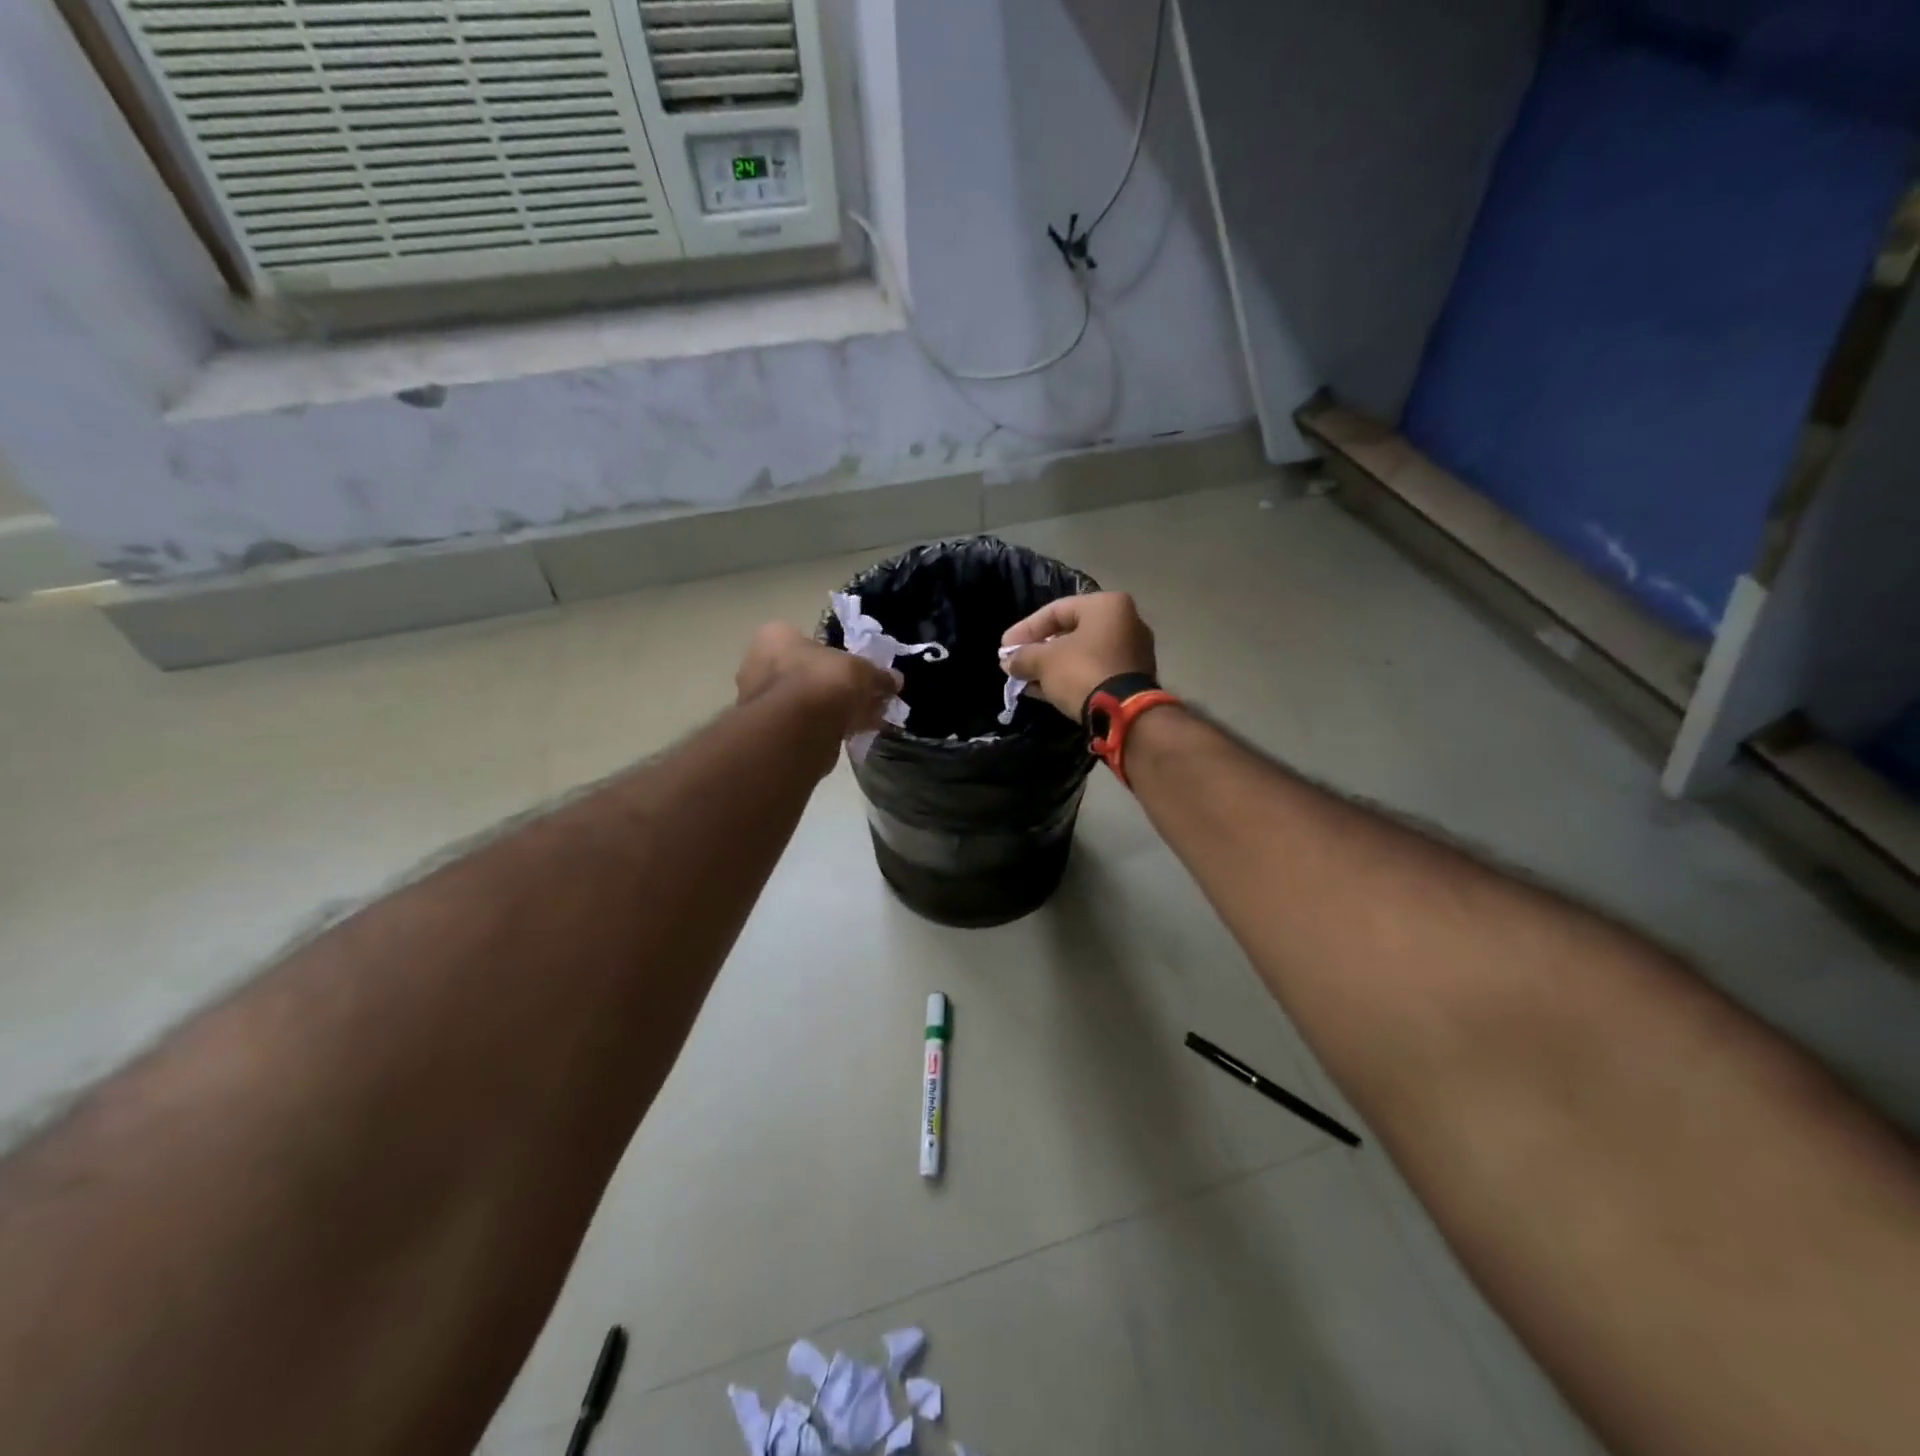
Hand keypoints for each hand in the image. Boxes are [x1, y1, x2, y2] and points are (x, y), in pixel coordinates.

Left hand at [736, 623, 901, 741]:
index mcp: (775, 636)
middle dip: (838, 687)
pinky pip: (806, 726)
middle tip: (866, 697)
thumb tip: (895, 680)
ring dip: (835, 710)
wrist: (795, 731)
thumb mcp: (861, 671)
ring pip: (808, 702)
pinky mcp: (770, 733)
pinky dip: (828, 729)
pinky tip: (854, 734)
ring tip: (867, 719)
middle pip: (809, 673)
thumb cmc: (822, 682)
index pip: (808, 639)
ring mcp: (761, 702)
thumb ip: (878, 675)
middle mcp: (759, 665)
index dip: (837, 656)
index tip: (857, 671)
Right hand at [1000, 592, 1157, 719]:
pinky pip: (1094, 670)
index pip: (1055, 610)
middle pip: (1071, 632)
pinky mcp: (1134, 678)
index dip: (1025, 629)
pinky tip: (1044, 691)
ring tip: (1025, 680)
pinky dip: (1070, 677)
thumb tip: (1008, 661)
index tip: (1004, 648)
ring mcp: (1133, 651)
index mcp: (1106, 605)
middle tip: (1016, 663)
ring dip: (1052, 667)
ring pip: (1082, 654)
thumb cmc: (1082, 672)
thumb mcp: (1044, 661)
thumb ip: (1023, 656)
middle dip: (1039, 649)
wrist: (1124, 714)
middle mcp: (1126, 621)